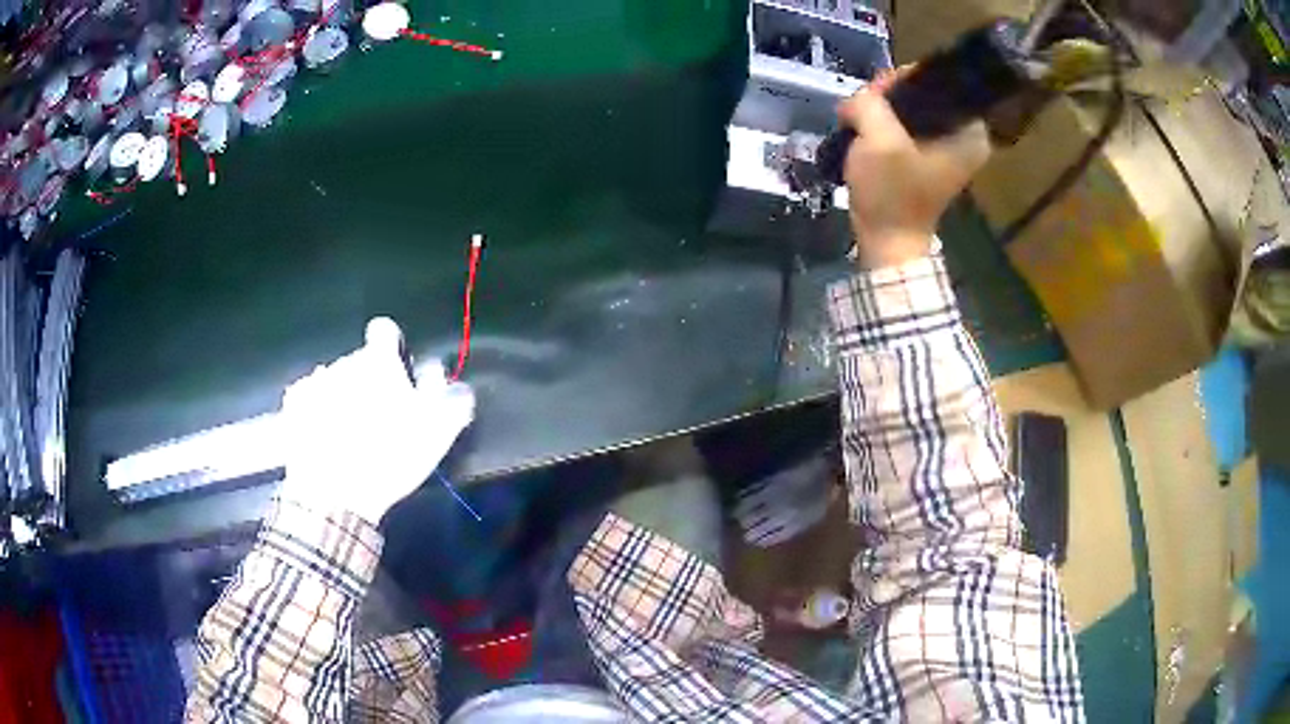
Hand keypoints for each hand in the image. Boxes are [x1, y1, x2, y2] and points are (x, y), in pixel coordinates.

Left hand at [279, 317, 474, 523]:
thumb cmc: (389, 457)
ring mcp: (314, 384)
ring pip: (333, 381)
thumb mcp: (436, 432)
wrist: (332, 493)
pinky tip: (323, 438)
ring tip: (348, 434)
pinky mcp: (293, 407)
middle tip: (377, 417)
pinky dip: (316, 412)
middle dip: (367, 380)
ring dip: (342, 396)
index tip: (397, 373)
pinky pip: (308, 400)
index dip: (392, 347)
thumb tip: (445, 374)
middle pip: (358, 362)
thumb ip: (448, 395)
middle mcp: (344, 362)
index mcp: (379, 362)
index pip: (384, 331)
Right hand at [837, 70, 991, 267]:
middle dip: (887, 97)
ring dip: (880, 111)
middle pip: (921, 92)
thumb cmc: (892, 193)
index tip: (873, 94)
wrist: (886, 242)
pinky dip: (883, 126)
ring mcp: (947, 147)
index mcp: (969, 130)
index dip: (900, 80)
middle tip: (860, 109)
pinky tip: (864, 131)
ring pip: (909, 108)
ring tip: (856, 120)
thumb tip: (858, 99)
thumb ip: (869, 102)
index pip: (936, 80)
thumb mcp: (879, 140)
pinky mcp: (928, 157)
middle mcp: (965, 135)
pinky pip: (905, 125)